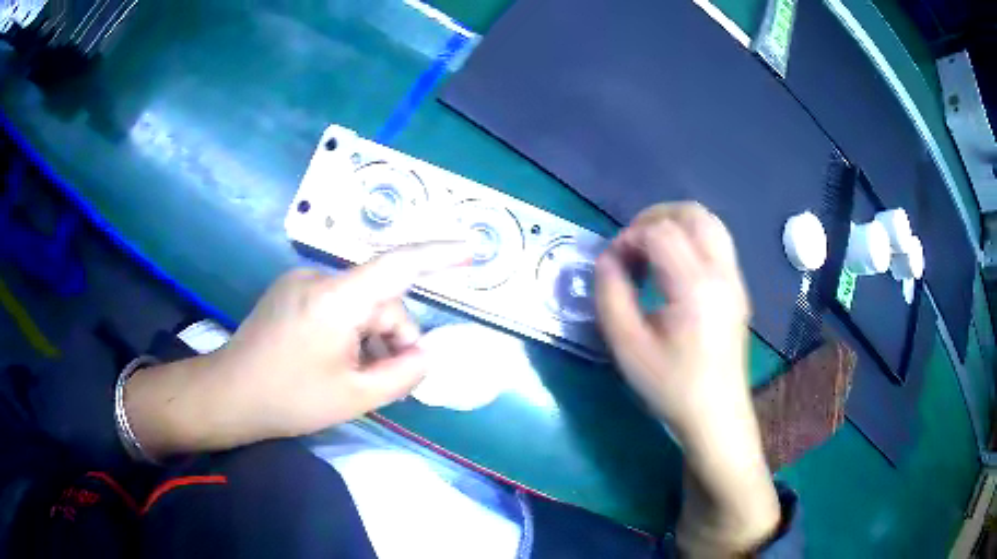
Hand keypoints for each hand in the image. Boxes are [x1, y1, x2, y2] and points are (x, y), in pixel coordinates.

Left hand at [124, 242, 469, 457]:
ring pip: (358, 303)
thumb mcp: (355, 397)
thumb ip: (403, 374)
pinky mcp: (290, 292)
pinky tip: (336, 360)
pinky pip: (336, 304)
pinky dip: (349, 330)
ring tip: (356, 376)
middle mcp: (318, 278)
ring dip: (369, 337)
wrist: (228, 394)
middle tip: (387, 379)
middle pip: (378, 298)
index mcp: (336, 299)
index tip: (471, 249)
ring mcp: (300, 283)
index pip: (398, 265)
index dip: (439, 254)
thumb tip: (426, 354)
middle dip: (392, 337)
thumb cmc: (289, 398)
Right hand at [595, 202, 778, 553]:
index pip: (660, 231)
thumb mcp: (626, 346)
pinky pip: (716, 242)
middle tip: (630, 247)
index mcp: (695, 286)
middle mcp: (722, 272)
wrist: (716, 415)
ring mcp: (735, 279)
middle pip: (693, 214)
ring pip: (709, 223)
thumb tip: (606, 259)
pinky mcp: (737, 288)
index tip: (613, 264)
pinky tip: (672, 270)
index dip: (629, 237)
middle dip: (654, 218)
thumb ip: (610, 294)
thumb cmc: (671, 386)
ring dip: (675, 225)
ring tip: (650, 252)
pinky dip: (690, 240)